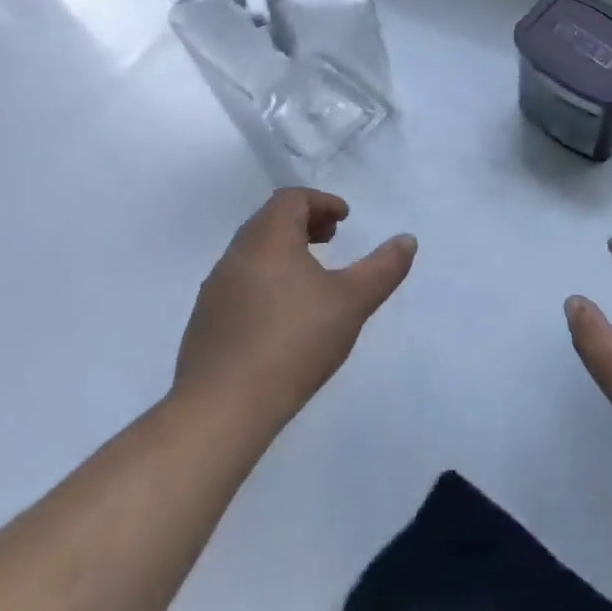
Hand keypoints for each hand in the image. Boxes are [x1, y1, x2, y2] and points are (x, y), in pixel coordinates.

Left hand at [172, 188, 415, 432]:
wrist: (221, 411)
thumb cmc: (293, 343)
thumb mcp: (352, 302)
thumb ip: (383, 267)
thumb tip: (407, 240)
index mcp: (267, 240)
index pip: (290, 199)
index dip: (321, 202)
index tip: (344, 220)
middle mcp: (235, 256)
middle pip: (268, 221)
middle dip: (303, 223)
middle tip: (330, 240)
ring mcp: (214, 291)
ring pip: (251, 253)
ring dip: (283, 252)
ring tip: (310, 278)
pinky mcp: (204, 324)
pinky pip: (238, 284)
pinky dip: (264, 280)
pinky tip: (282, 316)